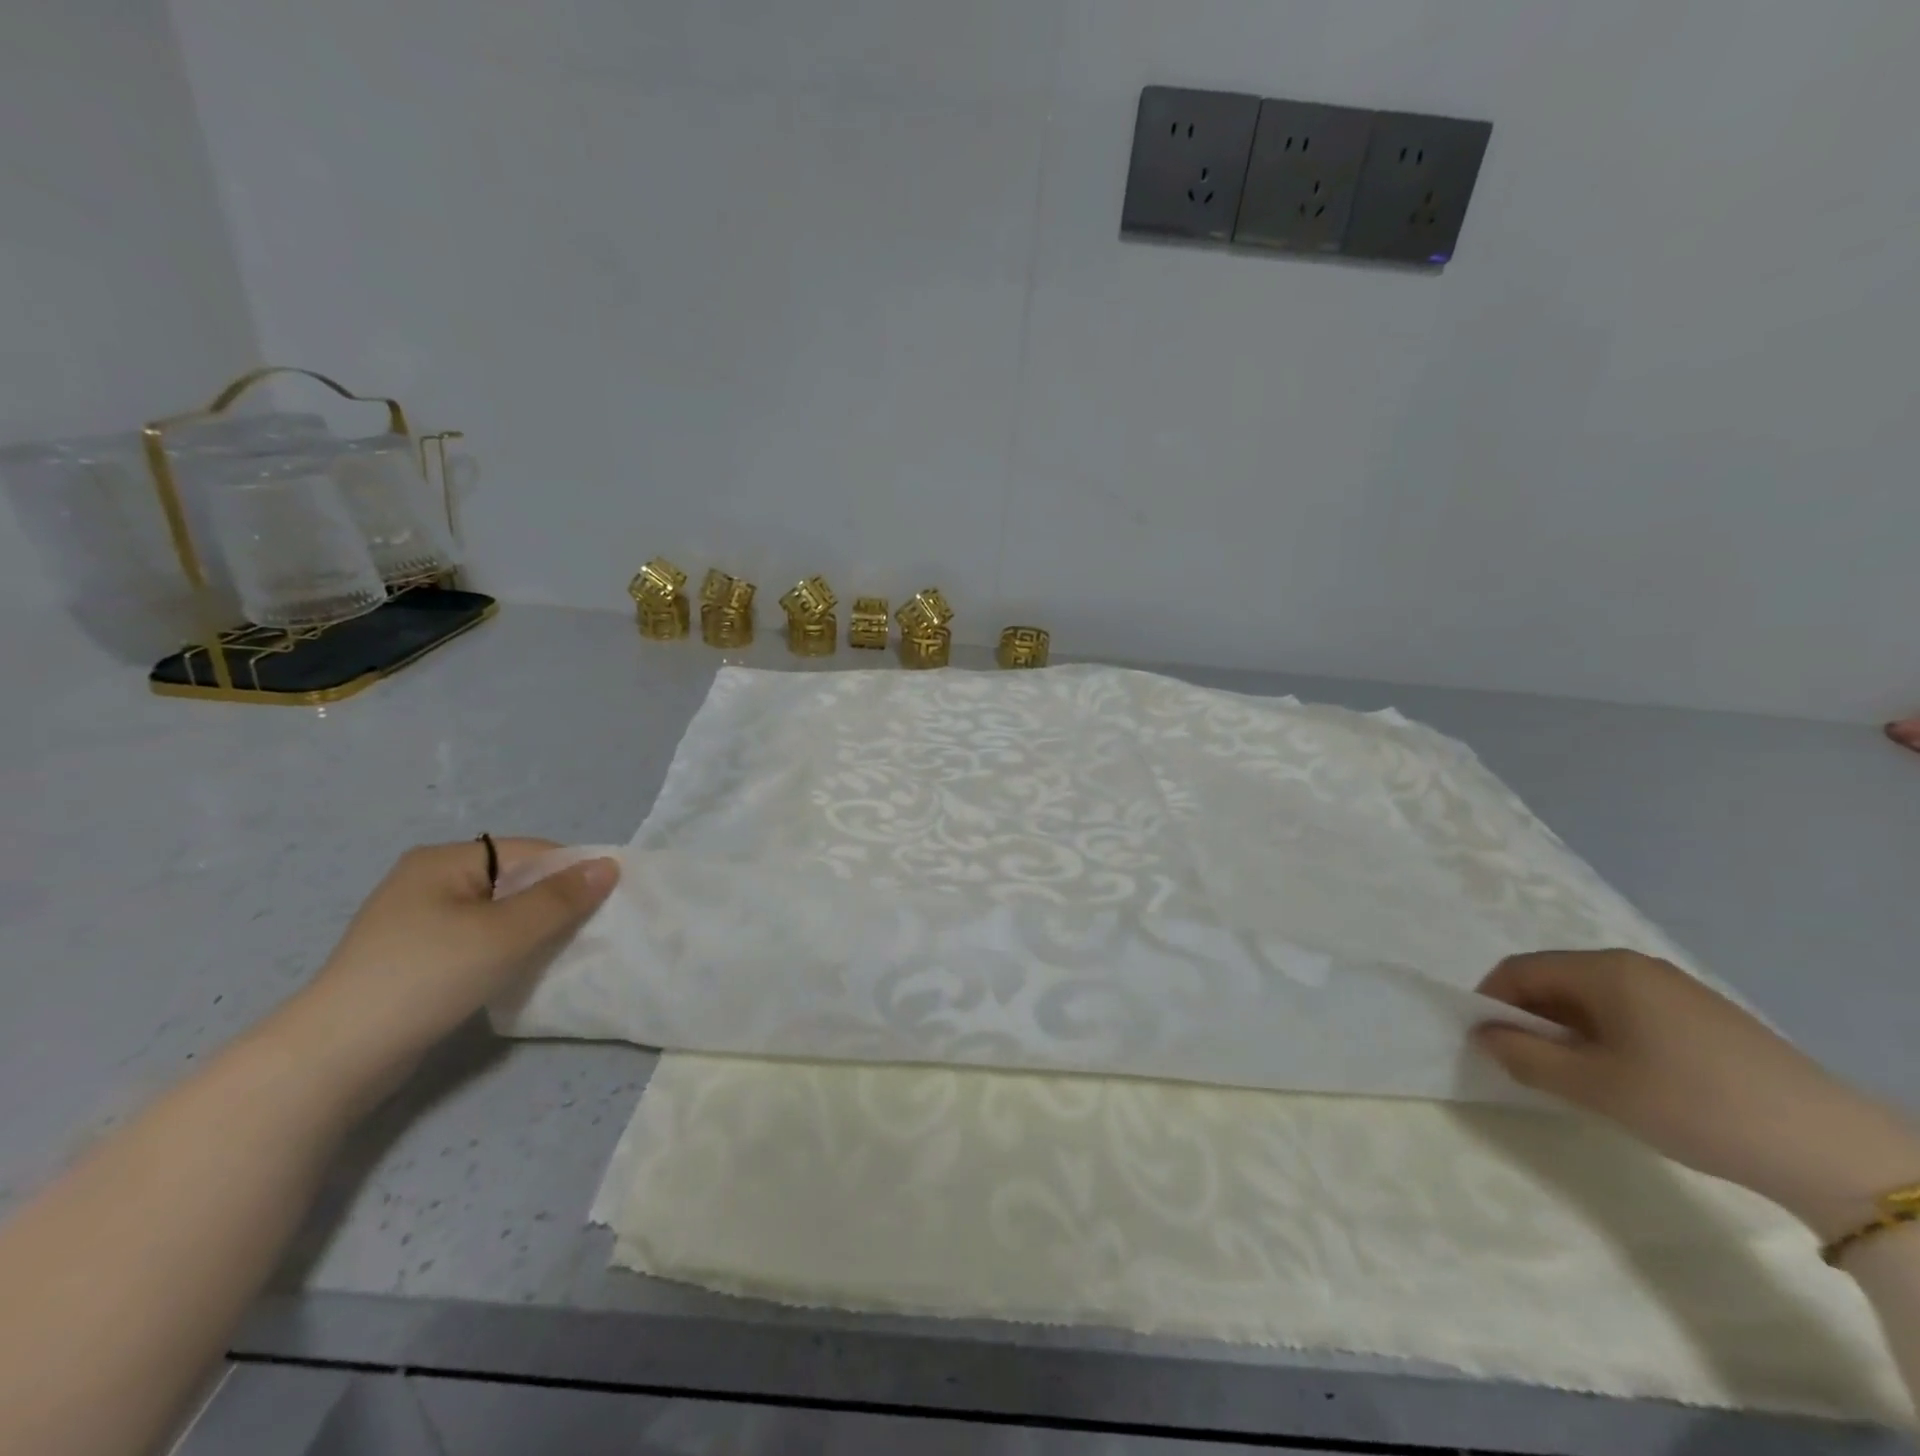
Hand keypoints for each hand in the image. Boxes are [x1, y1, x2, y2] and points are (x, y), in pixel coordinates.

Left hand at [272, 838, 617, 1110]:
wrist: (335, 1058)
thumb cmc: (427, 977)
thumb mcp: (506, 933)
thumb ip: (561, 898)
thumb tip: (609, 865)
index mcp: (444, 860)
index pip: (529, 852)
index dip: (571, 873)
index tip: (604, 904)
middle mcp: (428, 880)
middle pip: (513, 881)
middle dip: (553, 904)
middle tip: (585, 932)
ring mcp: (415, 920)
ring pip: (496, 913)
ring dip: (530, 930)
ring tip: (557, 953)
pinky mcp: (412, 957)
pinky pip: (476, 938)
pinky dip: (503, 950)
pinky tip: (516, 972)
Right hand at [1475, 950, 1919, 1238]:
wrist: (1829, 1149)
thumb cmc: (1690, 1103)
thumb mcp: (1592, 1086)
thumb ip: (1523, 1056)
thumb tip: (1483, 1036)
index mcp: (1604, 969)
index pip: (1519, 970)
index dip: (1490, 1001)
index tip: (1483, 1042)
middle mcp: (1636, 966)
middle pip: (1555, 980)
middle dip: (1528, 1017)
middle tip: (1523, 1062)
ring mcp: (1675, 990)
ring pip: (1592, 998)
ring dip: (1566, 1029)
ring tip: (1573, 1075)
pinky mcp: (1705, 1017)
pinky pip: (1629, 1012)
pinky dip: (1605, 1036)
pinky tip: (1623, 1076)